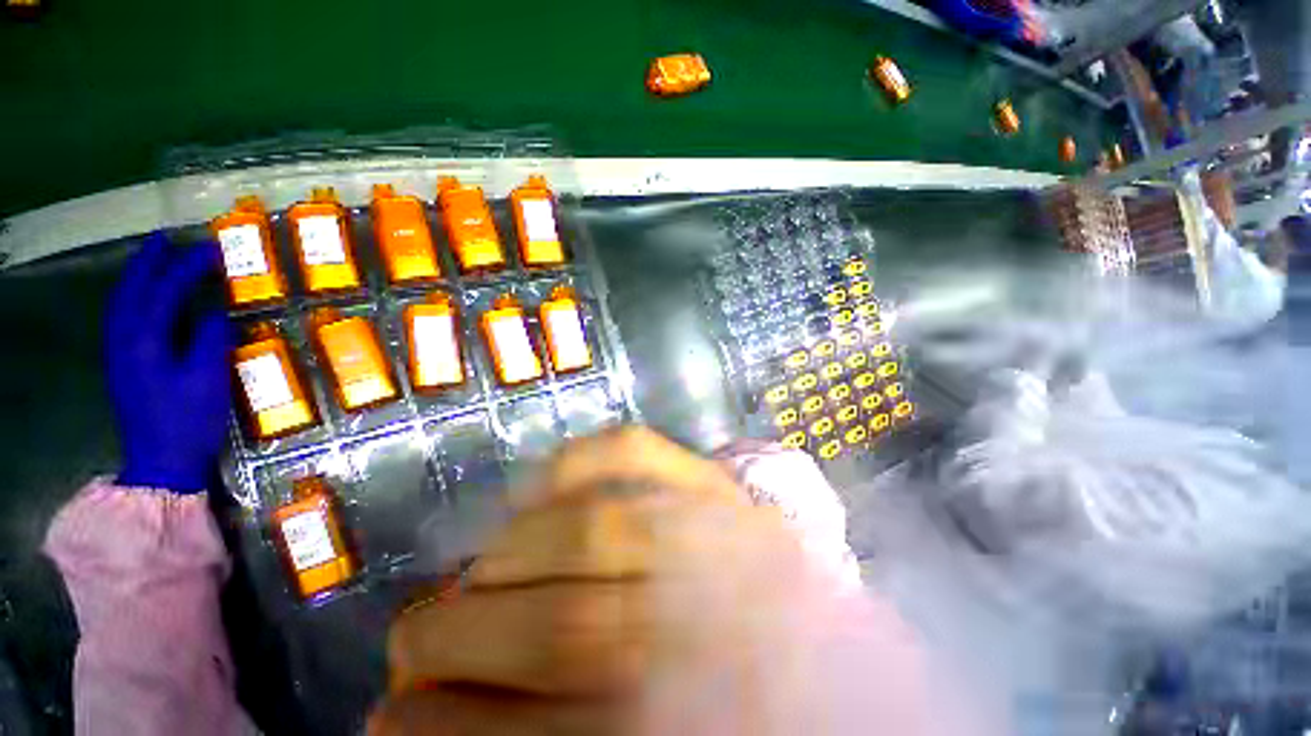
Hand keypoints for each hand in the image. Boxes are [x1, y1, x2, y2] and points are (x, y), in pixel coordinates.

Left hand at [106, 232, 230, 492]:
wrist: (161, 462)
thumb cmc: (189, 420)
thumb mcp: (208, 379)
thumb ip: (210, 340)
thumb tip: (215, 313)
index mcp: (144, 341)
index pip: (164, 291)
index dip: (187, 267)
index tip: (211, 249)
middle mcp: (124, 340)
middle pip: (131, 291)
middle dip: (148, 263)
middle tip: (165, 240)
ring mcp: (119, 354)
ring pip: (121, 303)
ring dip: (136, 278)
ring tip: (152, 261)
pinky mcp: (123, 367)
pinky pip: (122, 319)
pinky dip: (132, 300)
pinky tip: (144, 300)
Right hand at [370, 427, 831, 735]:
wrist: (825, 645)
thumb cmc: (731, 704)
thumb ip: (538, 734)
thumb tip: (429, 725)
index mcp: (668, 716)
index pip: (518, 731)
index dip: (430, 724)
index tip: (386, 717)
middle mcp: (696, 619)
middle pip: (554, 625)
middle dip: (452, 632)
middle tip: (417, 637)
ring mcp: (712, 528)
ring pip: (586, 526)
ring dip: (506, 552)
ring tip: (477, 572)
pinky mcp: (716, 481)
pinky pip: (636, 450)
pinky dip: (580, 457)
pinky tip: (544, 483)